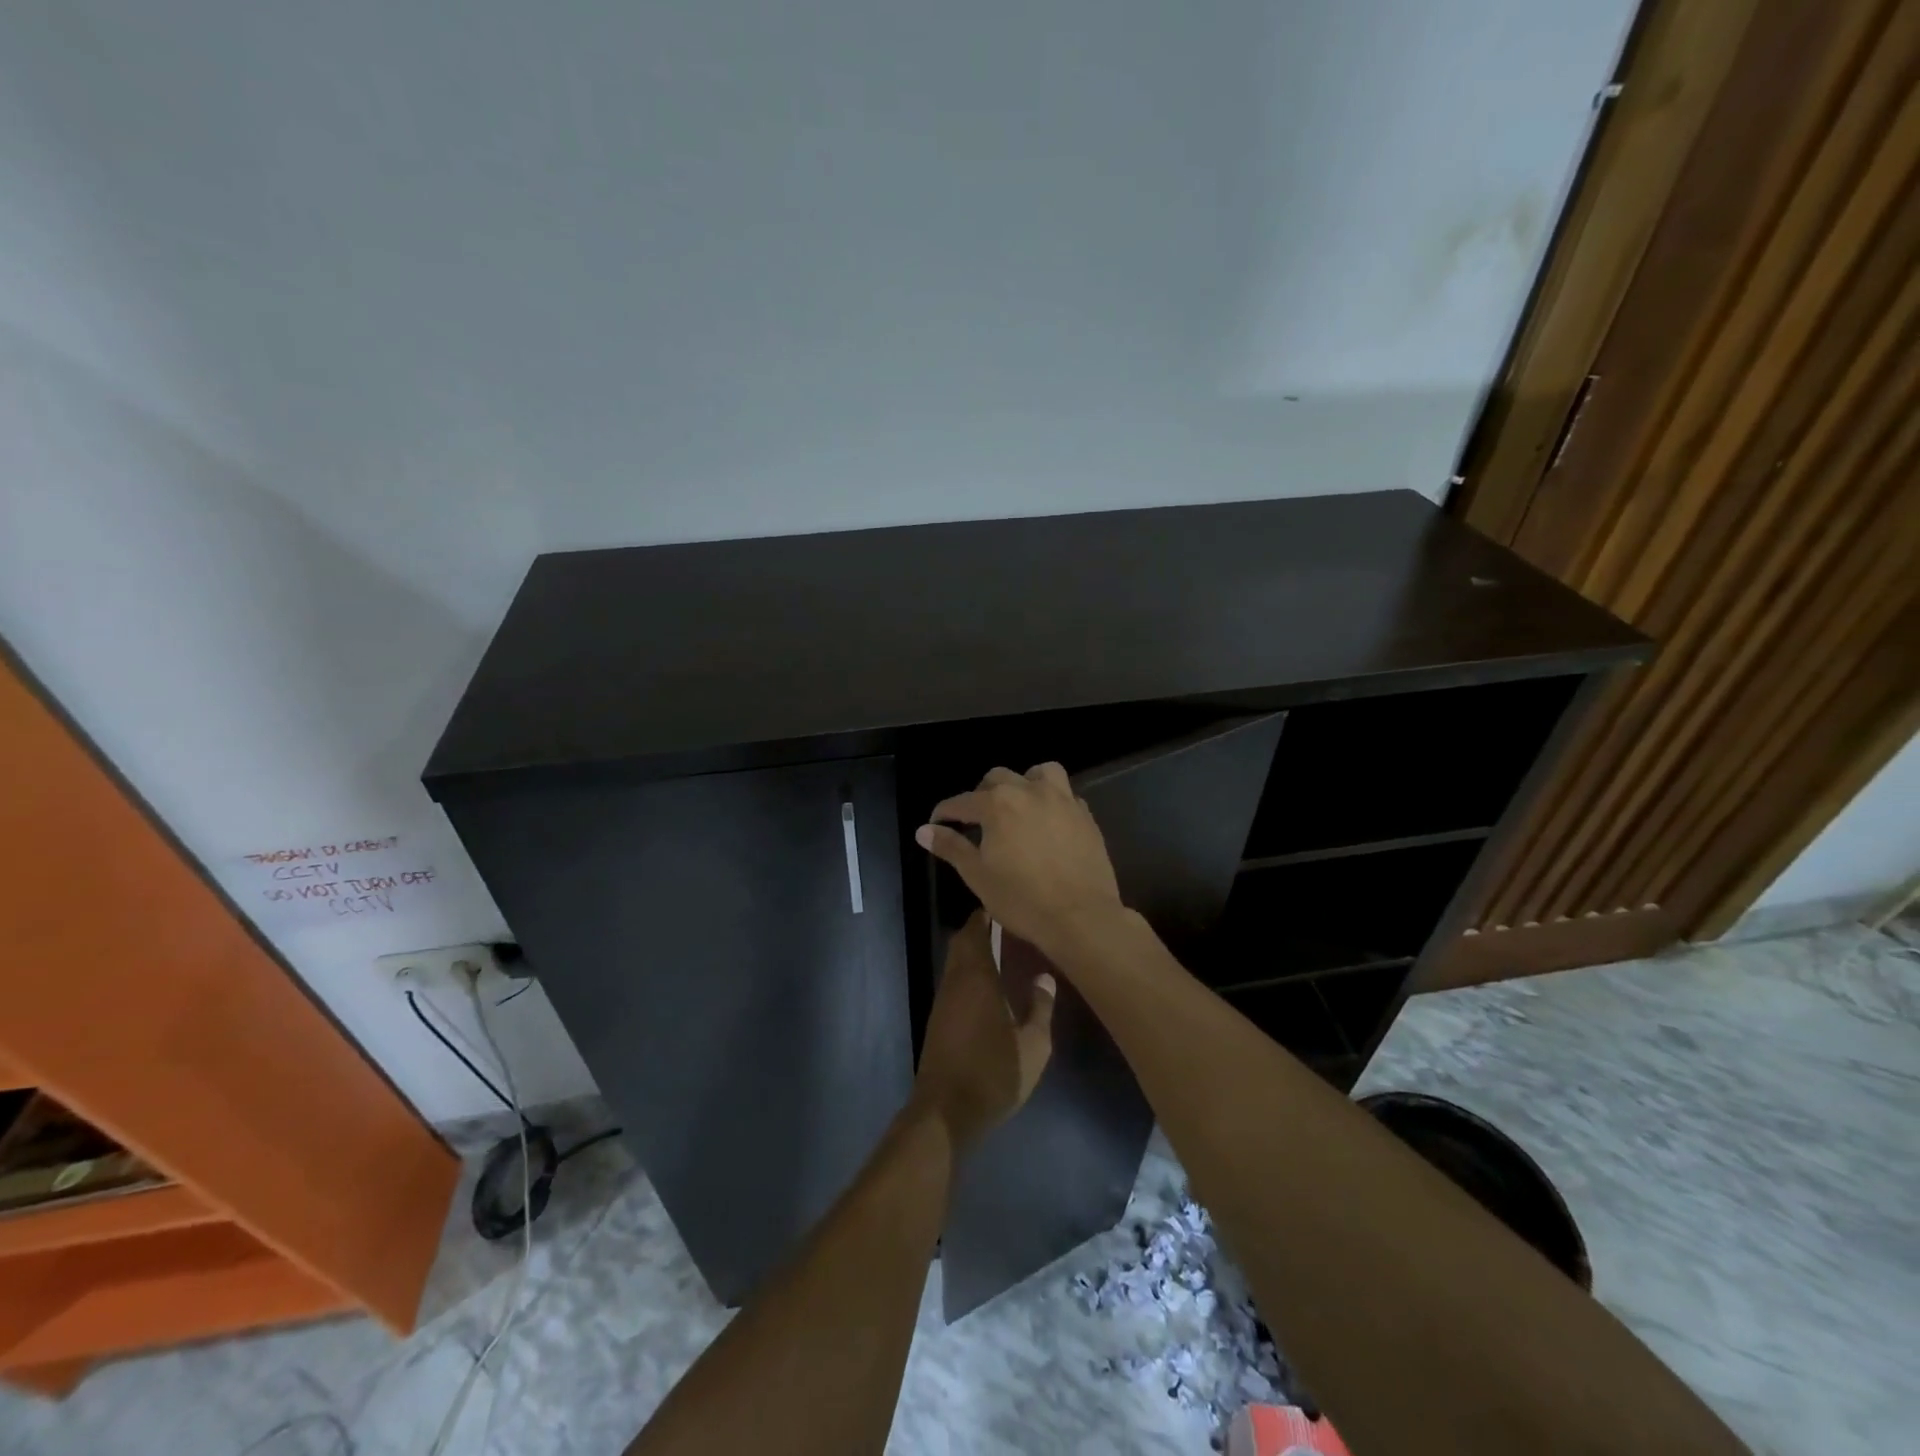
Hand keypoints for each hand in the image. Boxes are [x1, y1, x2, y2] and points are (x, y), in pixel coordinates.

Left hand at [912, 913, 1055, 1148]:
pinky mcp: (939, 1019)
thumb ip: (1041, 1008)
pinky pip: (955, 981)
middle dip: (982, 929)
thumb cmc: (993, 1074)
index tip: (1010, 906)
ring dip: (975, 951)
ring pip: (957, 961)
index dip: (989, 914)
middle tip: (1012, 928)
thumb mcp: (1033, 1046)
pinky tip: (992, 986)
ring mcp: (943, 1000)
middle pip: (963, 941)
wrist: (945, 1113)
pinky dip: (970, 973)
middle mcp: (955, 980)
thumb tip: (1045, 977)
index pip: (976, 928)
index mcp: (976, 977)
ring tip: (1007, 952)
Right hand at [914, 763, 1123, 956]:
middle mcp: (1028, 791)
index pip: (961, 802)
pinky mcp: (1085, 814)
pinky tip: (1048, 822)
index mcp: (997, 804)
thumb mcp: (977, 876)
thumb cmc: (1022, 899)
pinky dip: (1051, 800)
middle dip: (981, 795)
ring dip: (1023, 783)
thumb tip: (923, 830)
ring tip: (1017, 806)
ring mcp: (1062, 799)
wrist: (1081, 917)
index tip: (936, 824)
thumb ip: (951, 847)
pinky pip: (1065, 794)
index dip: (945, 812)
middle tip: (977, 820)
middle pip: (997, 778)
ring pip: (1038, 773)